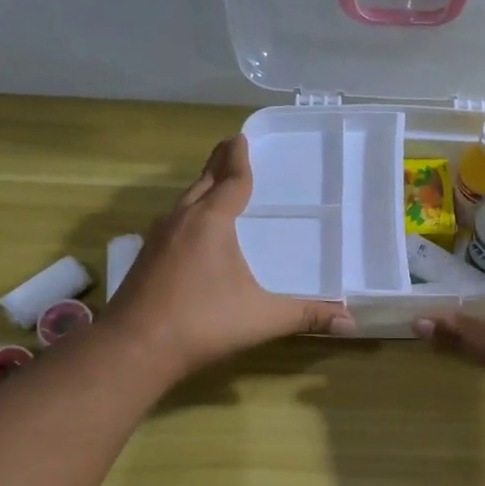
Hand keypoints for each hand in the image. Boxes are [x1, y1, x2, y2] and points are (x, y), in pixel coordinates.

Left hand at [106, 136, 352, 384]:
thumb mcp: (263, 318)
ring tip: (214, 184)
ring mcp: (158, 238)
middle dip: (217, 163)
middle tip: (230, 148)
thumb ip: (306, 316)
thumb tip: (350, 321)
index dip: (238, 158)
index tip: (240, 137)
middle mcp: (182, 220)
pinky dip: (187, 213)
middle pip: (202, 181)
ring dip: (200, 188)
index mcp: (211, 222)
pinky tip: (191, 231)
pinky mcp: (145, 258)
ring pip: (183, 201)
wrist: (134, 348)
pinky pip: (172, 221)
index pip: (230, 180)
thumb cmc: (203, 323)